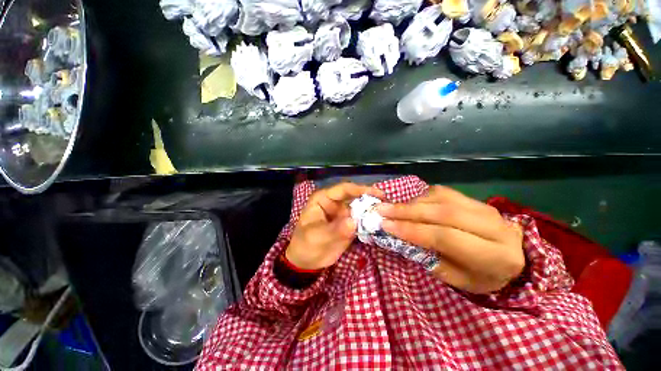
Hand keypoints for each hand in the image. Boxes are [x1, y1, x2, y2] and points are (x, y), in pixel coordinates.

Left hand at [285, 183, 383, 269]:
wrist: (306, 262)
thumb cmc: (306, 245)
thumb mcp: (317, 236)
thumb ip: (335, 229)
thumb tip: (353, 221)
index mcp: (324, 199)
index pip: (344, 189)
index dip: (360, 189)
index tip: (378, 194)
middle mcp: (335, 203)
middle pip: (355, 197)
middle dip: (370, 199)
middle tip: (388, 205)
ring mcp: (343, 214)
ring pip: (360, 208)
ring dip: (372, 210)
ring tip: (389, 214)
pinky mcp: (349, 224)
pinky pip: (361, 220)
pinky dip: (370, 221)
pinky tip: (382, 223)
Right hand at [377, 186, 524, 293]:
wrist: (513, 254)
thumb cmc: (484, 276)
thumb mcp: (459, 280)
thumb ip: (432, 259)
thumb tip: (402, 238)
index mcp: (494, 255)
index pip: (445, 237)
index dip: (412, 230)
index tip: (386, 226)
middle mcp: (493, 226)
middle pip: (442, 212)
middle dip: (407, 211)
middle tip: (381, 210)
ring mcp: (484, 207)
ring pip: (440, 199)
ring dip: (411, 203)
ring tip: (390, 207)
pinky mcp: (474, 198)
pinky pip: (442, 192)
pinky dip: (420, 197)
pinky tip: (408, 203)